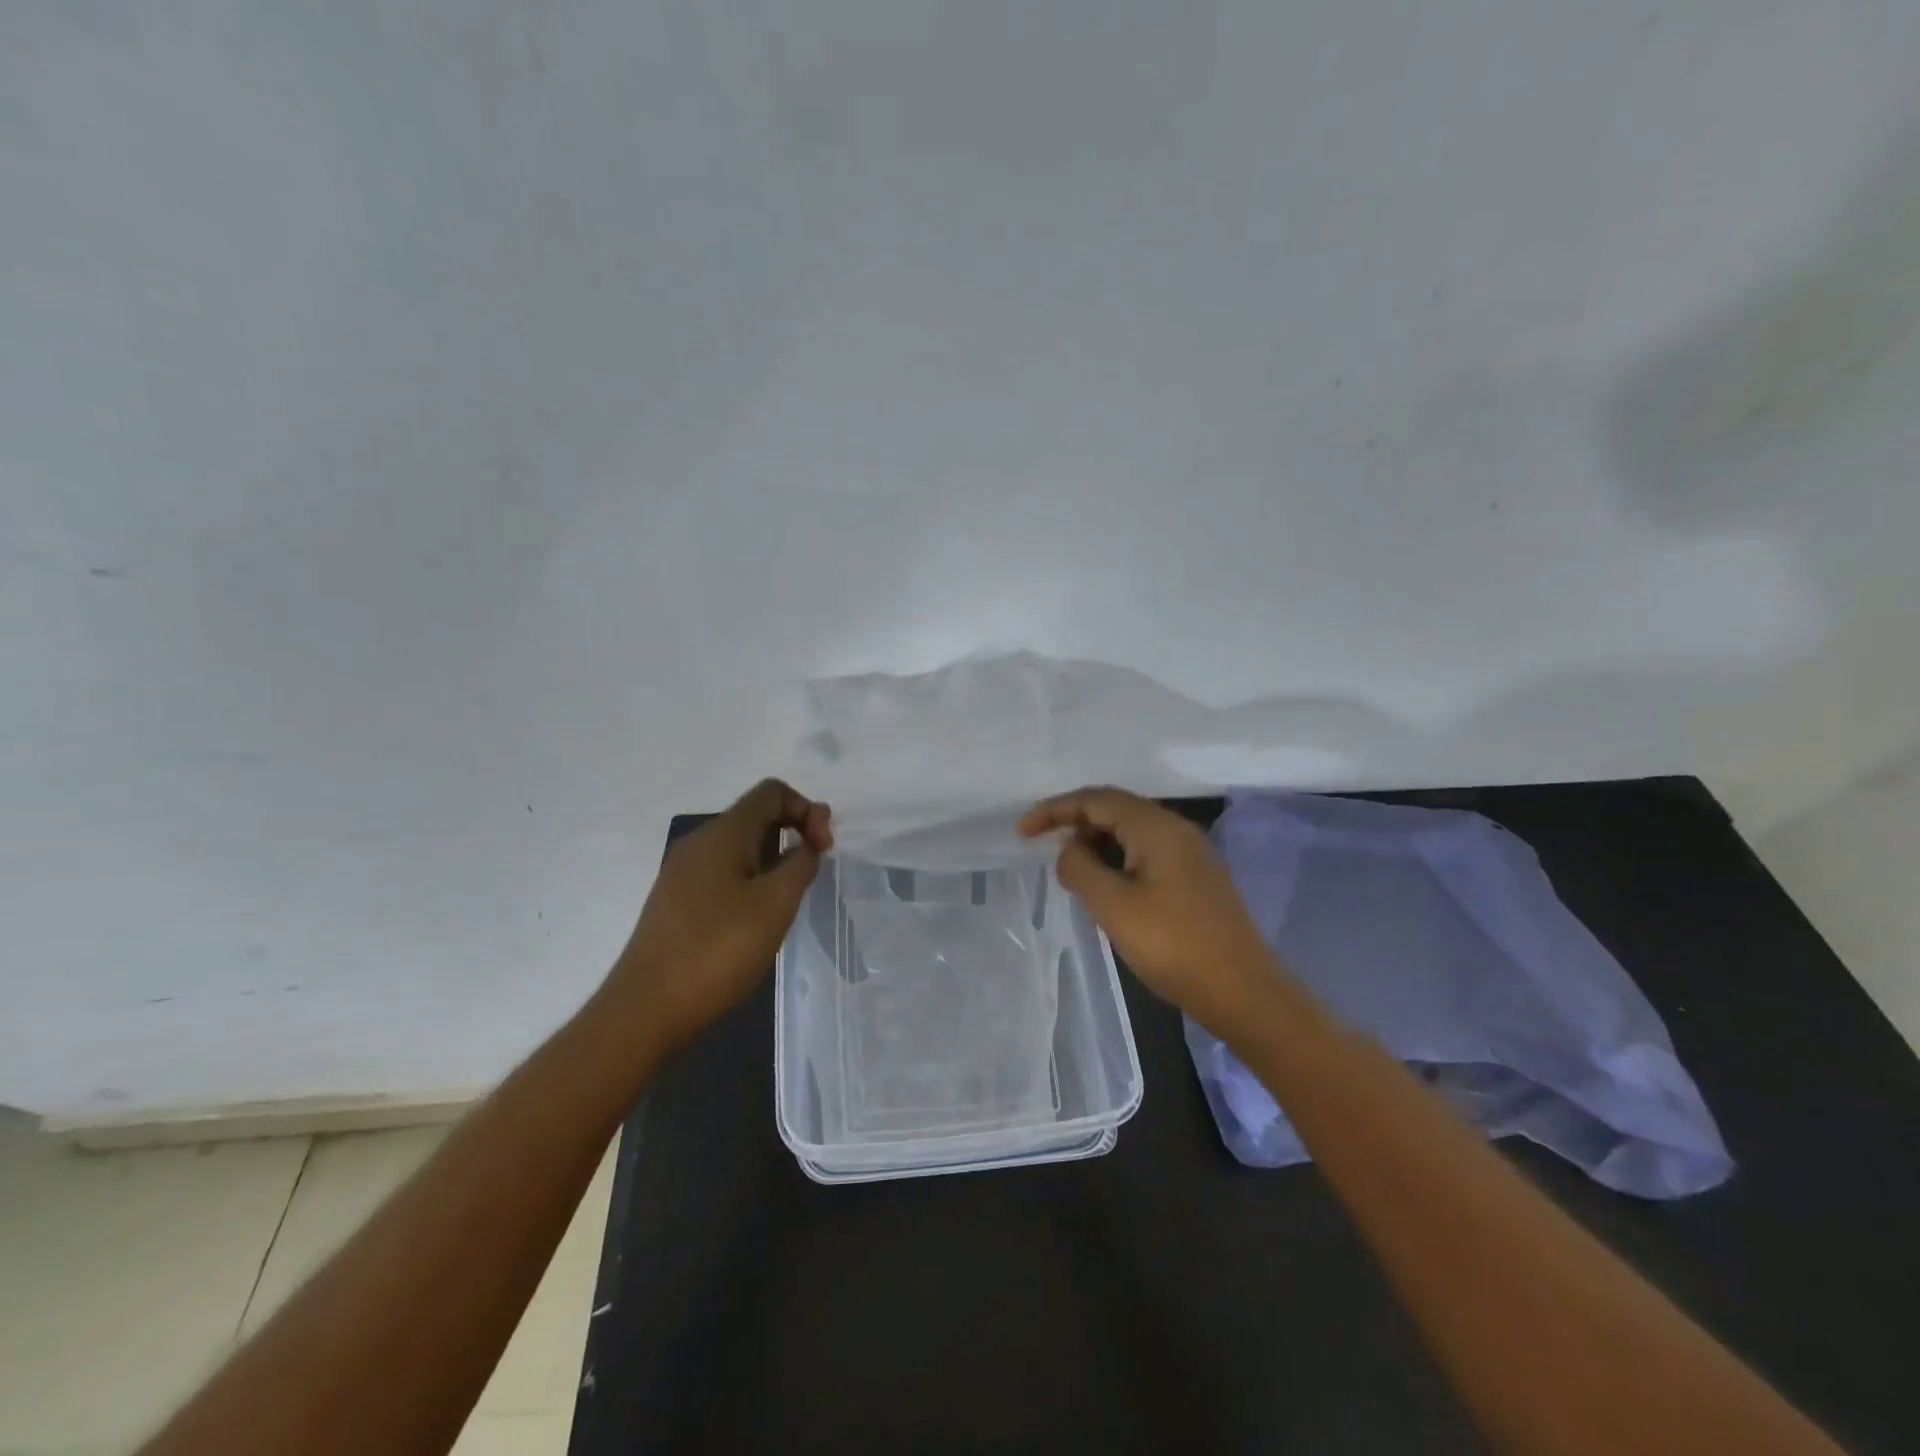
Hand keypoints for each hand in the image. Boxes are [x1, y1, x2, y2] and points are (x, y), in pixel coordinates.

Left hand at [606, 779, 832, 1051]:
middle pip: (756, 816)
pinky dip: (751, 880)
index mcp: (723, 833)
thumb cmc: (717, 950)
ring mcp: (683, 874)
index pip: (772, 792)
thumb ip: (800, 864)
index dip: (807, 809)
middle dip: (793, 832)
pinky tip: (757, 918)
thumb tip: (806, 845)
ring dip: (774, 859)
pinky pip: (724, 873)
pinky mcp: (677, 902)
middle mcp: (699, 843)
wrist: (646, 1010)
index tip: (823, 849)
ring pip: (740, 847)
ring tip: (789, 898)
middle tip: (814, 871)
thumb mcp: (775, 904)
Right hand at [1019, 786, 1275, 1033]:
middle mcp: (1175, 829)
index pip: (1095, 799)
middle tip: (1043, 848)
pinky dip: (1116, 859)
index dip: (1054, 810)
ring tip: (1071, 870)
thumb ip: (1080, 868)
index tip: (1022, 832)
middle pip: (1115, 809)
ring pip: (1131, 832)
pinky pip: (1146, 853)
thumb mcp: (1113, 906)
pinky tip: (1106, 886)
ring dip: (1096, 842)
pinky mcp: (1196, 878)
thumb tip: (1069, 850)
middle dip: (1074, 822)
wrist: (1244, 992)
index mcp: (1156, 827)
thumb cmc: (1173, 945)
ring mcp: (1190, 854)